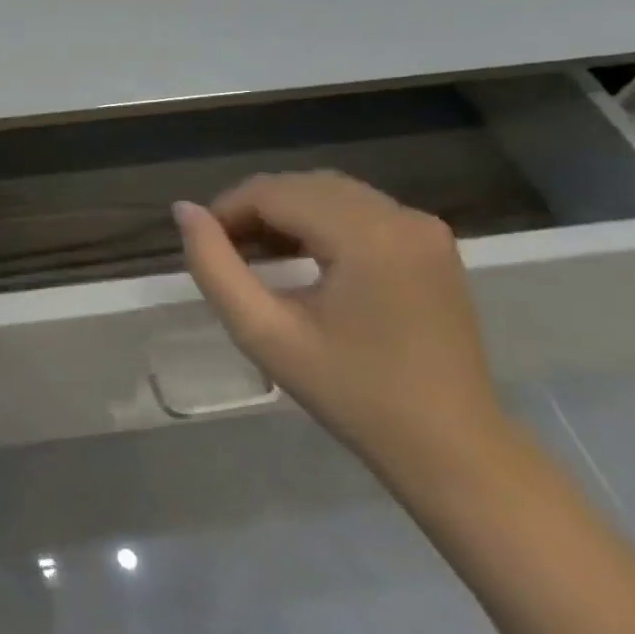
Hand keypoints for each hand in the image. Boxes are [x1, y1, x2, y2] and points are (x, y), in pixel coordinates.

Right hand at [175, 171, 508, 482]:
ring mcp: (423, 227)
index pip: (274, 192)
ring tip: (256, 254)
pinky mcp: (431, 243)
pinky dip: (319, 220)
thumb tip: (183, 210)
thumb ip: (214, 266)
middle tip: (225, 252)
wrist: (450, 448)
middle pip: (301, 186)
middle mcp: (401, 216)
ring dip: (284, 212)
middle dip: (254, 209)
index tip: (202, 245)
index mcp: (367, 236)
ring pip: (328, 192)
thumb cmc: (351, 393)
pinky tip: (301, 256)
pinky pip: (358, 209)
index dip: (227, 210)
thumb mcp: (264, 332)